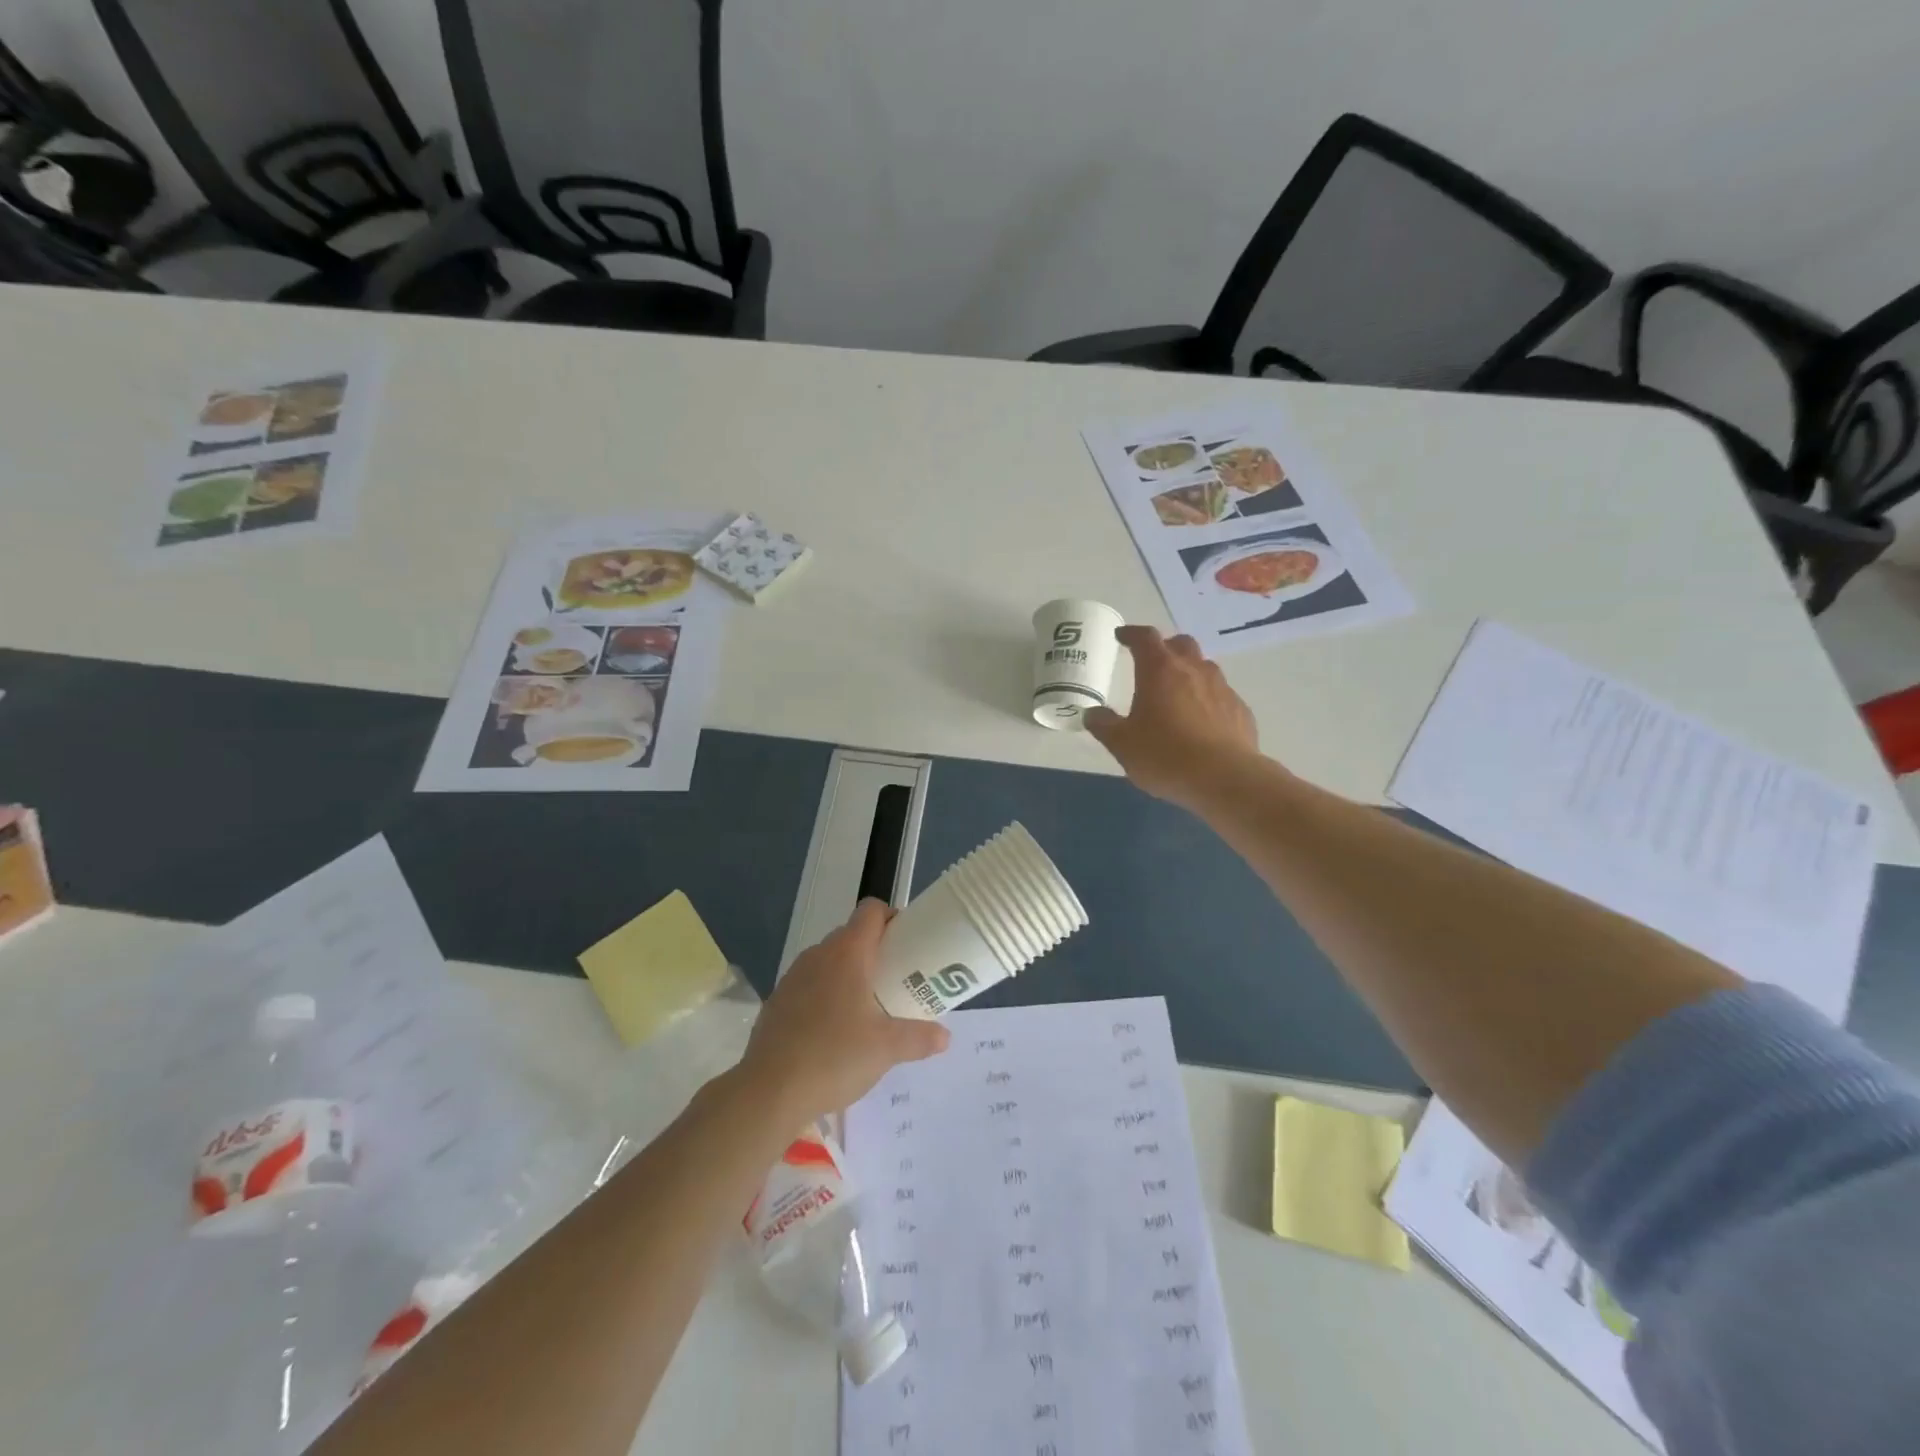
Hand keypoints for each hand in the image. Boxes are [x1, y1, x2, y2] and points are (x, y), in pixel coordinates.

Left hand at [739, 900, 950, 1126]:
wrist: (769, 1092)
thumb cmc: (835, 1057)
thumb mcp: (887, 1049)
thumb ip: (920, 1038)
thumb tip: (945, 1037)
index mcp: (847, 953)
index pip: (871, 911)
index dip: (892, 918)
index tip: (910, 943)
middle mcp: (818, 955)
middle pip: (852, 935)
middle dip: (876, 951)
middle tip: (898, 980)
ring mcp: (793, 977)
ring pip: (829, 961)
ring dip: (850, 973)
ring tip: (869, 1007)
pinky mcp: (778, 1001)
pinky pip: (810, 984)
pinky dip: (826, 994)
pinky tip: (835, 1030)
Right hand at [1085, 626, 1258, 805]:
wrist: (1224, 779)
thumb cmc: (1164, 755)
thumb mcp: (1122, 744)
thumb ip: (1104, 725)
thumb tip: (1093, 714)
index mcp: (1160, 670)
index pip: (1145, 638)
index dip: (1131, 634)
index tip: (1121, 637)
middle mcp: (1194, 670)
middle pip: (1181, 644)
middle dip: (1165, 648)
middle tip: (1152, 663)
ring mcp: (1222, 689)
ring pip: (1204, 668)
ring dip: (1189, 673)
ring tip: (1177, 694)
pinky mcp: (1241, 710)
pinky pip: (1221, 695)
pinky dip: (1208, 700)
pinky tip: (1202, 723)